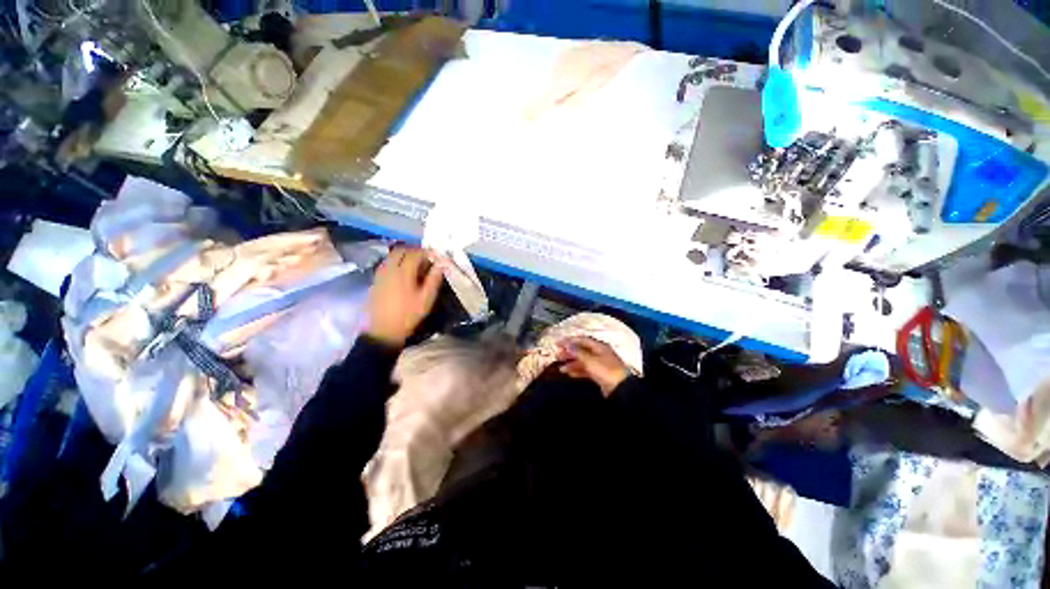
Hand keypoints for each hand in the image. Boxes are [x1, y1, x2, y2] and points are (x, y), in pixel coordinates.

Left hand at [366, 247, 444, 346]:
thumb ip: (434, 279)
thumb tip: (442, 263)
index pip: (415, 253)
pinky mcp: (375, 280)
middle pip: (401, 250)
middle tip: (426, 257)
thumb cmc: (408, 315)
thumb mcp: (426, 299)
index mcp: (403, 272)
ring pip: (392, 255)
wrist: (383, 330)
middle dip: (414, 250)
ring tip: (416, 264)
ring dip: (404, 255)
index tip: (436, 256)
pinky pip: (386, 263)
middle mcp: (389, 268)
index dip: (427, 252)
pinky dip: (396, 261)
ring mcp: (380, 274)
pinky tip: (403, 272)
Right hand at [558, 336, 630, 395]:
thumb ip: (578, 352)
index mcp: (599, 346)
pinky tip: (569, 374)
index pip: (582, 340)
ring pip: (582, 361)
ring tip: (560, 368)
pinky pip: (586, 370)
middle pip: (581, 350)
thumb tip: (567, 344)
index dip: (569, 341)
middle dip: (569, 353)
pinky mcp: (599, 374)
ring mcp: (599, 364)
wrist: (620, 389)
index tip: (557, 344)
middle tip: (557, 356)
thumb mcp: (590, 360)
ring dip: (571, 363)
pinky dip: (577, 371)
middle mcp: (599, 353)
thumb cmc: (605, 371)